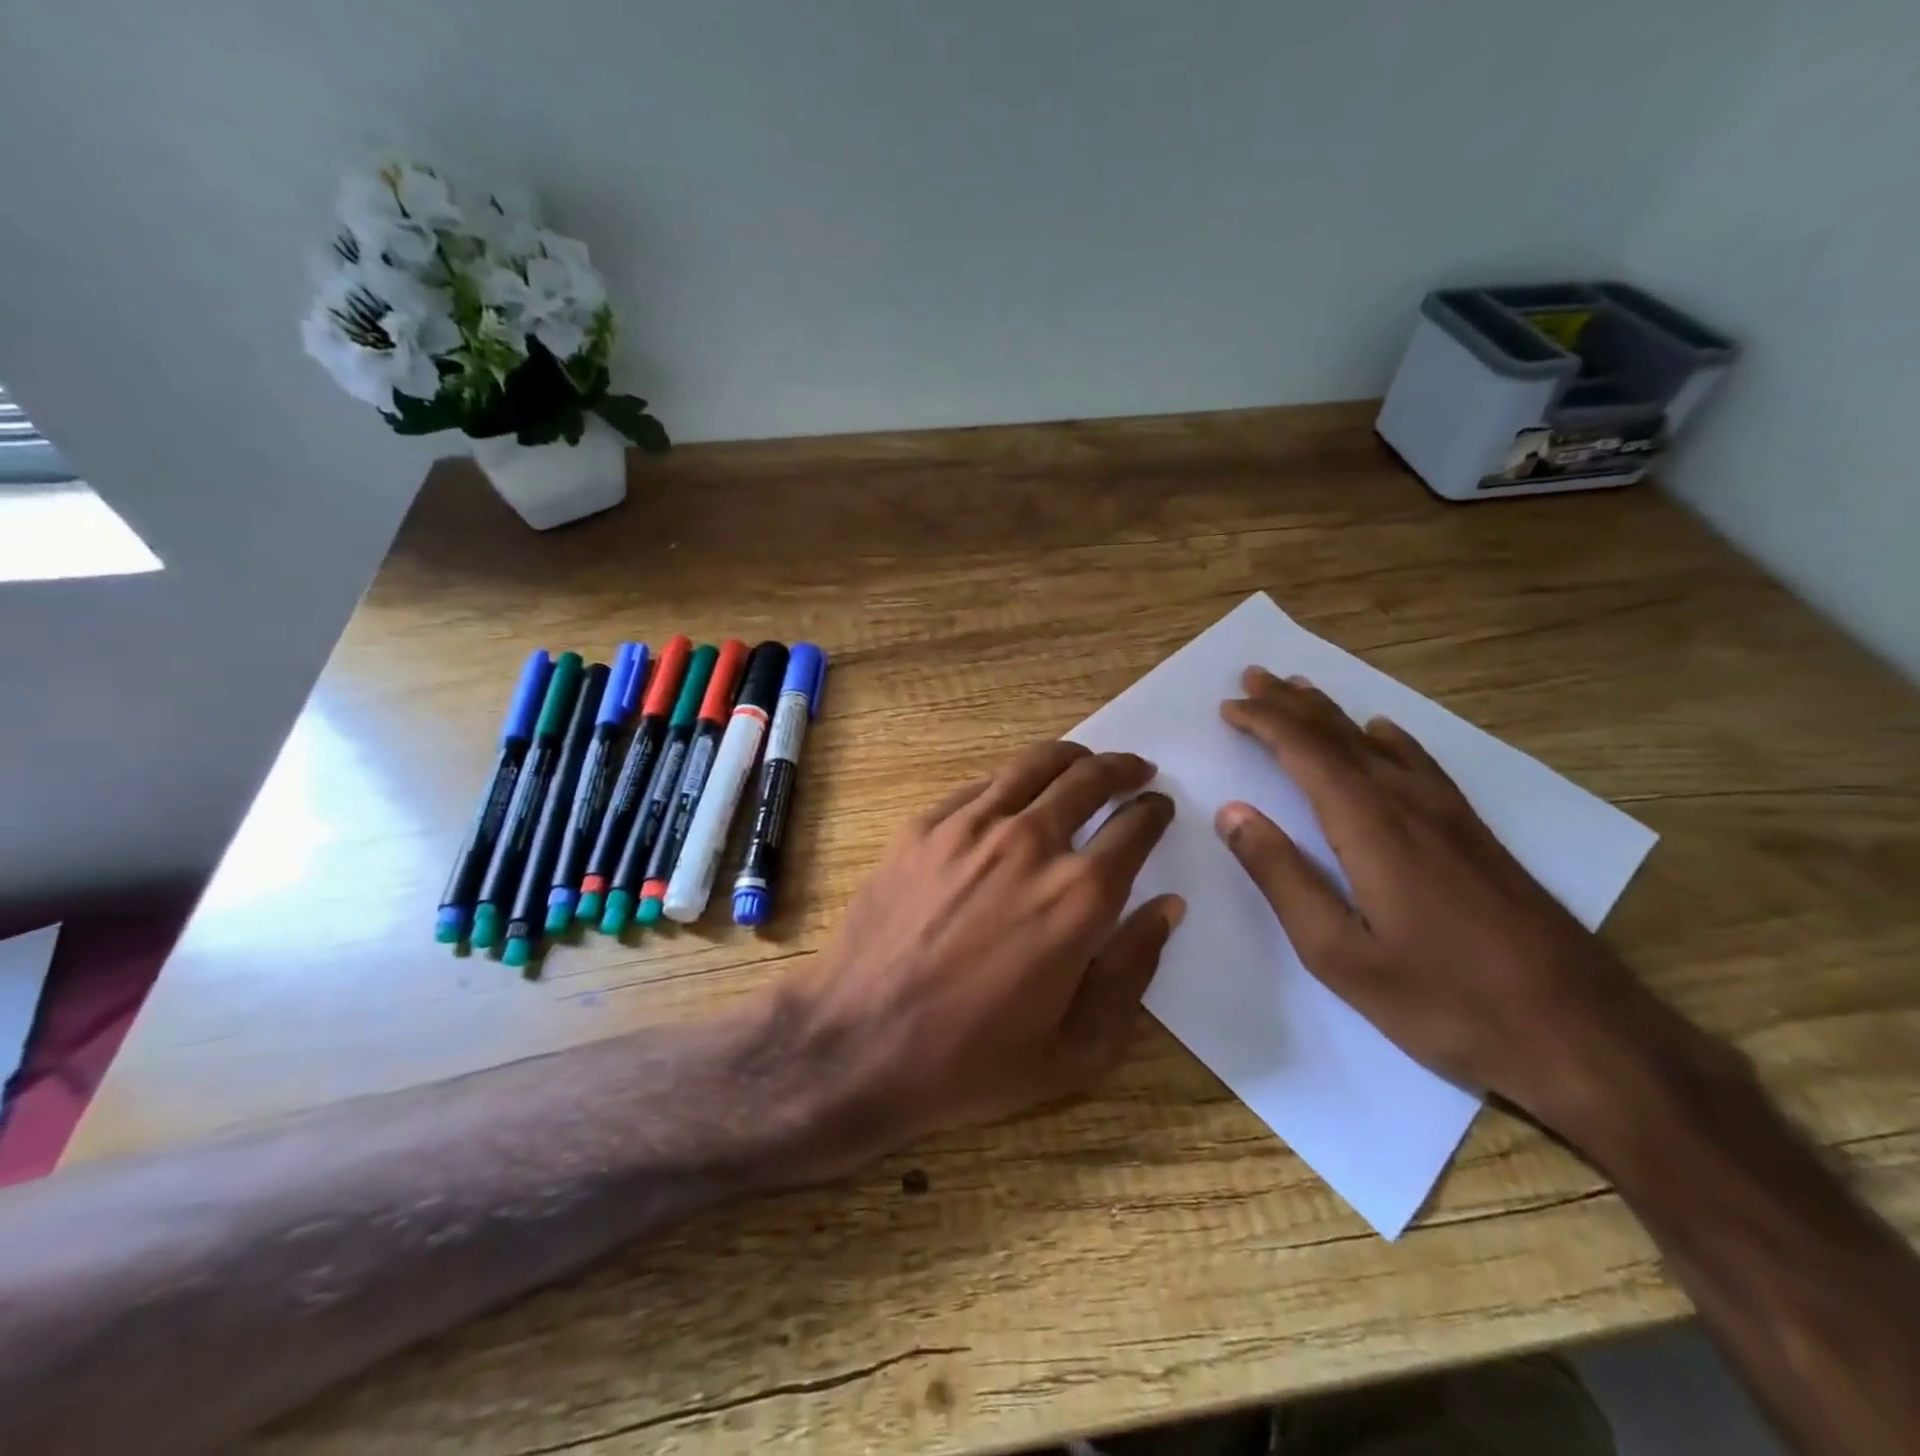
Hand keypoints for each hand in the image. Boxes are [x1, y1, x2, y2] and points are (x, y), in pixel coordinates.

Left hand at [779, 741, 1182, 1172]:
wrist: (858, 1042)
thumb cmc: (972, 1059)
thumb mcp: (1078, 1048)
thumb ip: (1133, 970)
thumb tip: (1166, 907)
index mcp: (1078, 896)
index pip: (1135, 828)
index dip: (1154, 812)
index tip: (1159, 807)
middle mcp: (1029, 843)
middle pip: (1089, 779)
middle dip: (1121, 768)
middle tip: (1134, 770)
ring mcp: (969, 827)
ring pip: (1034, 766)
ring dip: (1071, 758)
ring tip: (1083, 762)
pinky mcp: (923, 827)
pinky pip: (980, 786)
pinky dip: (1011, 780)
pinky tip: (1013, 793)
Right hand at [1216, 667, 1677, 1134]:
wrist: (1584, 1034)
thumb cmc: (1444, 1000)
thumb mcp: (1339, 953)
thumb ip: (1282, 877)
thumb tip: (1233, 812)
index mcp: (1371, 827)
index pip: (1307, 753)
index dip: (1265, 723)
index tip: (1229, 705)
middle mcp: (1410, 805)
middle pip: (1341, 737)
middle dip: (1292, 703)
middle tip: (1254, 674)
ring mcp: (1451, 817)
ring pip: (1379, 745)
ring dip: (1334, 714)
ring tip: (1301, 690)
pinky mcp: (1477, 835)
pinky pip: (1423, 764)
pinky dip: (1393, 739)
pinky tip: (1386, 732)